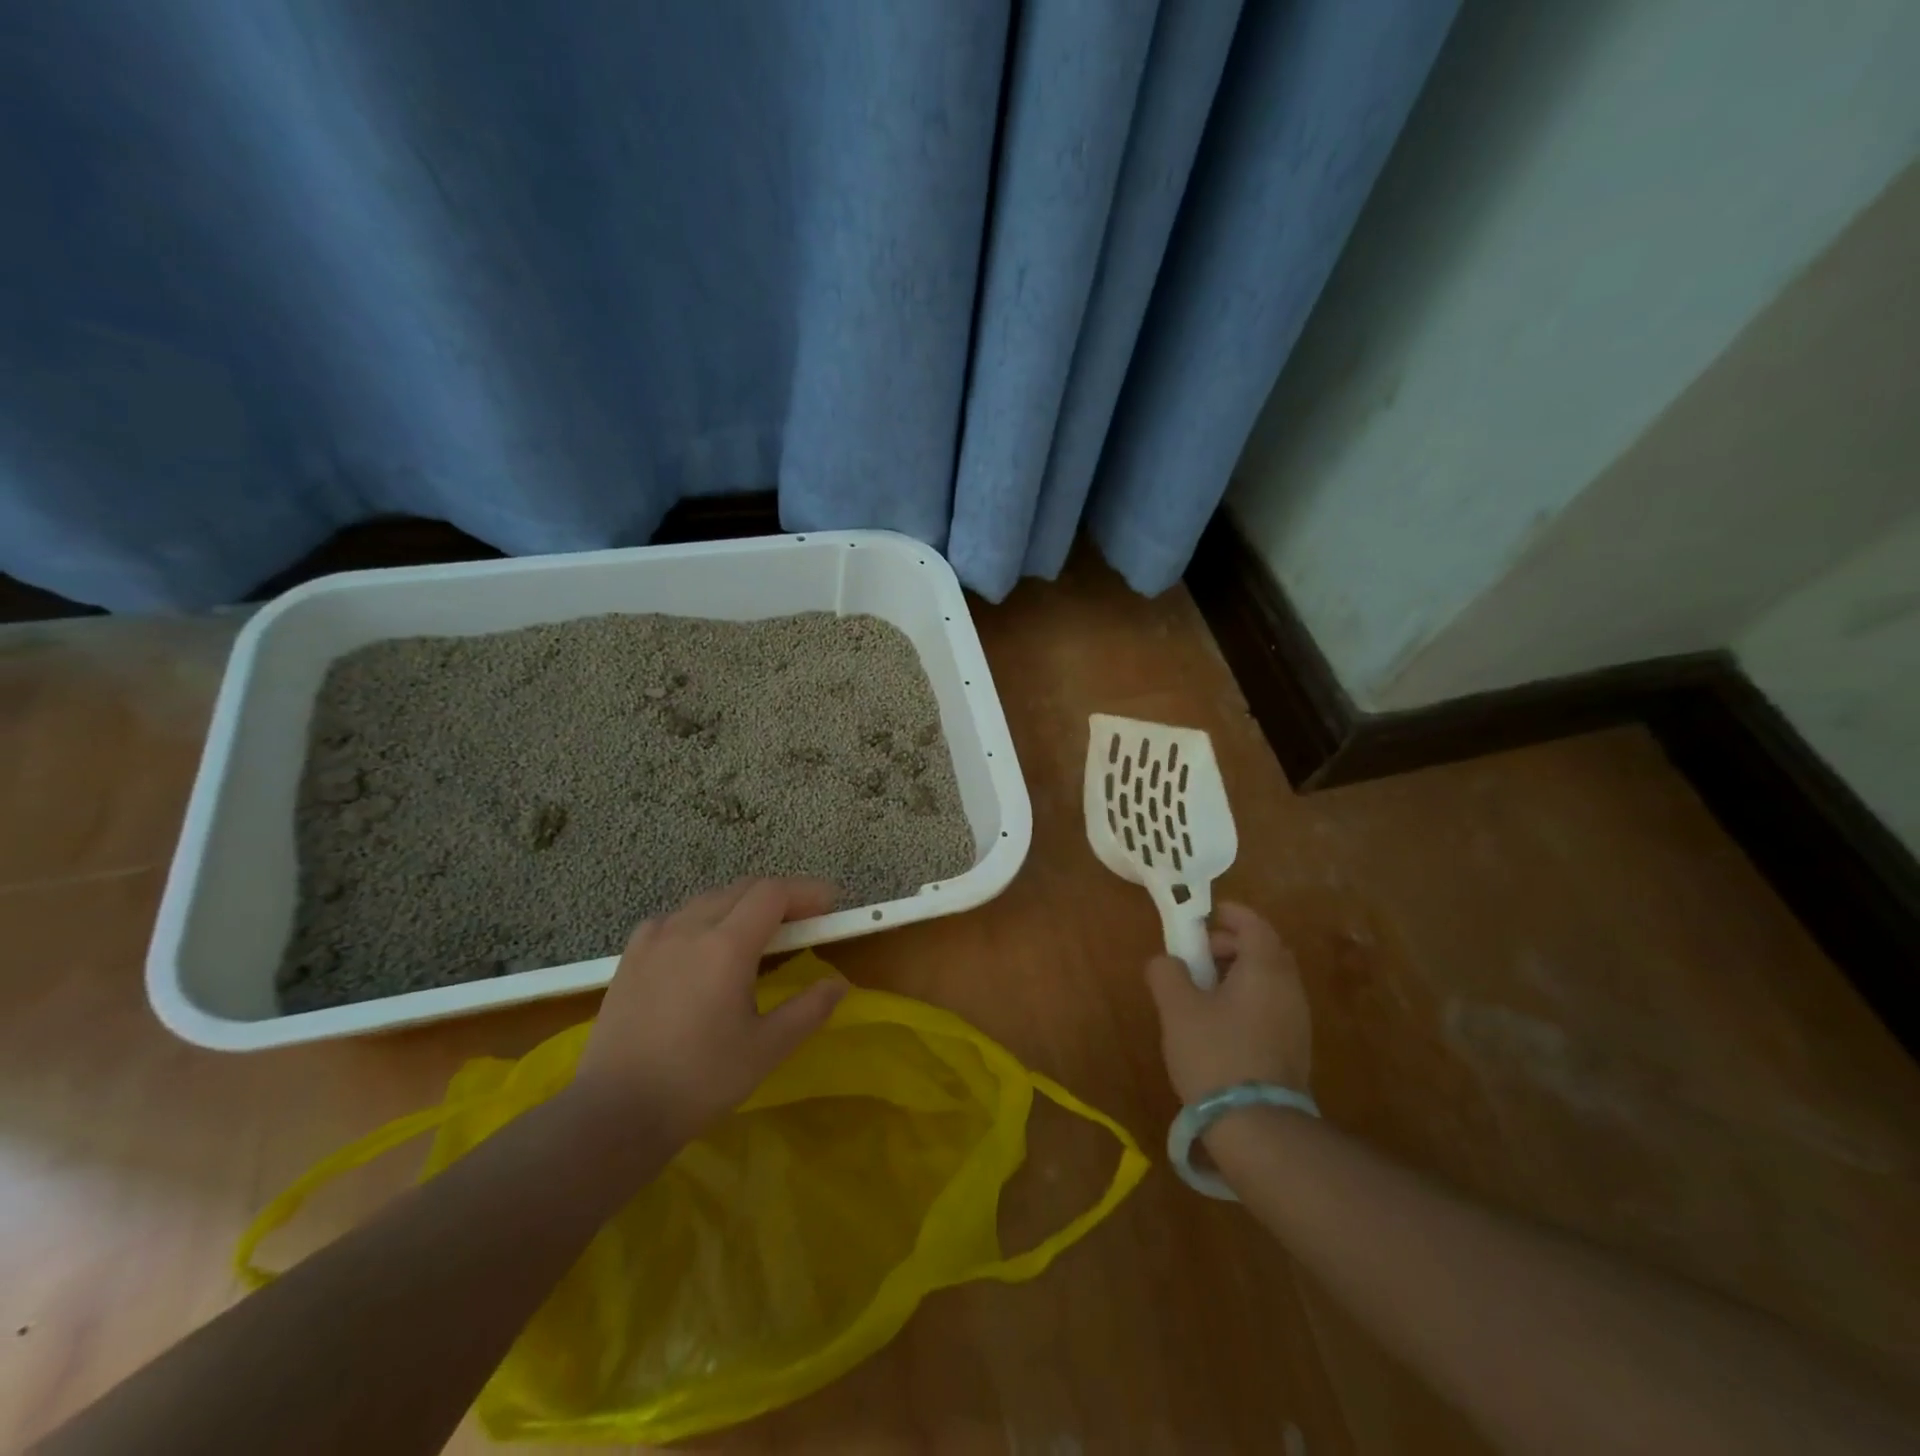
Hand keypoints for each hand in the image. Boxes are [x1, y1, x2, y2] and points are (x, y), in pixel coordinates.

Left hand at [567, 877, 845, 1148]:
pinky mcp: (631, 955)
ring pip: (709, 899)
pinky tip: (703, 945)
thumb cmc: (699, 1081)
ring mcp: (655, 938)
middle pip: (744, 888)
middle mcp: (690, 928)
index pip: (774, 893)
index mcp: (726, 946)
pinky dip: (703, 918)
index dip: (807, 891)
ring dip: (743, 904)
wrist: (614, 1114)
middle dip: (781, 896)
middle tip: (805, 921)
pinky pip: (676, 917)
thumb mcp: (766, 1049)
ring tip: (760, 933)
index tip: (831, 906)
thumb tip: (838, 984)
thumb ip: (808, 1010)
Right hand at [1144, 903, 1311, 1104]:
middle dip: (1231, 944)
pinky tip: (1220, 1024)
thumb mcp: (1177, 1008)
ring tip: (1202, 992)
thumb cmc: (1216, 1054)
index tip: (1203, 918)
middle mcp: (1289, 988)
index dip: (1229, 914)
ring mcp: (1297, 1020)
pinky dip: (1247, 999)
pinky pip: (1271, 1005)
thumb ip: (1166, 972)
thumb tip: (1166, 961)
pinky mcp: (1295, 1048)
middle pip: (1264, 949)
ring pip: (1268, 979)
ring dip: (1238, 974)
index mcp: (1265, 968)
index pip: (1254, 924)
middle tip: (1198, 956)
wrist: (1258, 1127)